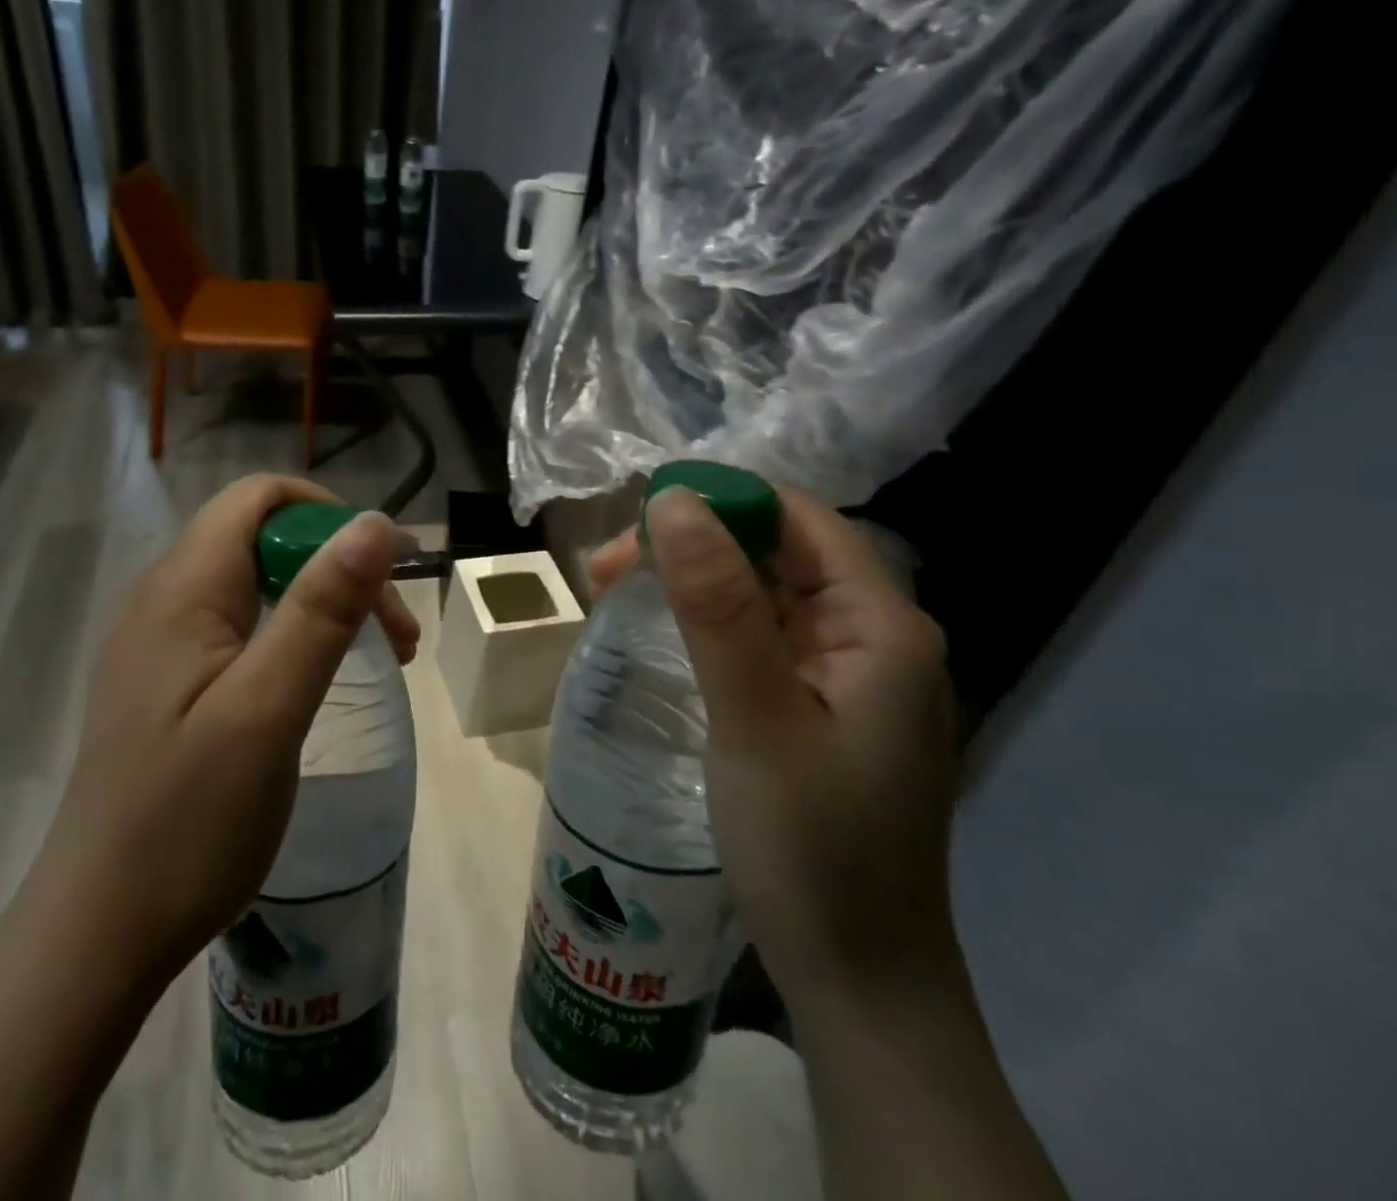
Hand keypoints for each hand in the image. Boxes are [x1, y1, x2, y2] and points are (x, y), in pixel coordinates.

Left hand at [36, 476, 418, 990]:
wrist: (100, 930)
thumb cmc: (188, 820)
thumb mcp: (268, 708)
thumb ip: (322, 609)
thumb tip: (375, 523)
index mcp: (181, 589)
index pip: (258, 498)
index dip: (329, 516)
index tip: (387, 573)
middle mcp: (162, 599)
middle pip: (263, 538)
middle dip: (338, 566)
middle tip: (397, 636)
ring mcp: (160, 642)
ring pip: (256, 582)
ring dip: (323, 602)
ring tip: (379, 656)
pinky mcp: (166, 681)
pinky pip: (239, 625)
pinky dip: (293, 633)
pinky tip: (316, 679)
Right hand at [636, 486, 958, 1004]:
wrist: (859, 983)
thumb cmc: (812, 850)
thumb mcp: (754, 718)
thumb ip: (716, 605)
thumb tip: (673, 501)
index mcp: (881, 625)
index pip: (796, 518)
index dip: (716, 501)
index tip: (632, 523)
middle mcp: (874, 635)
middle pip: (777, 551)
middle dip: (689, 545)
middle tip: (603, 571)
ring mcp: (849, 673)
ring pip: (763, 592)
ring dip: (690, 581)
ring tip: (613, 593)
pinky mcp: (823, 705)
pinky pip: (761, 635)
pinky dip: (706, 623)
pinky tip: (662, 634)